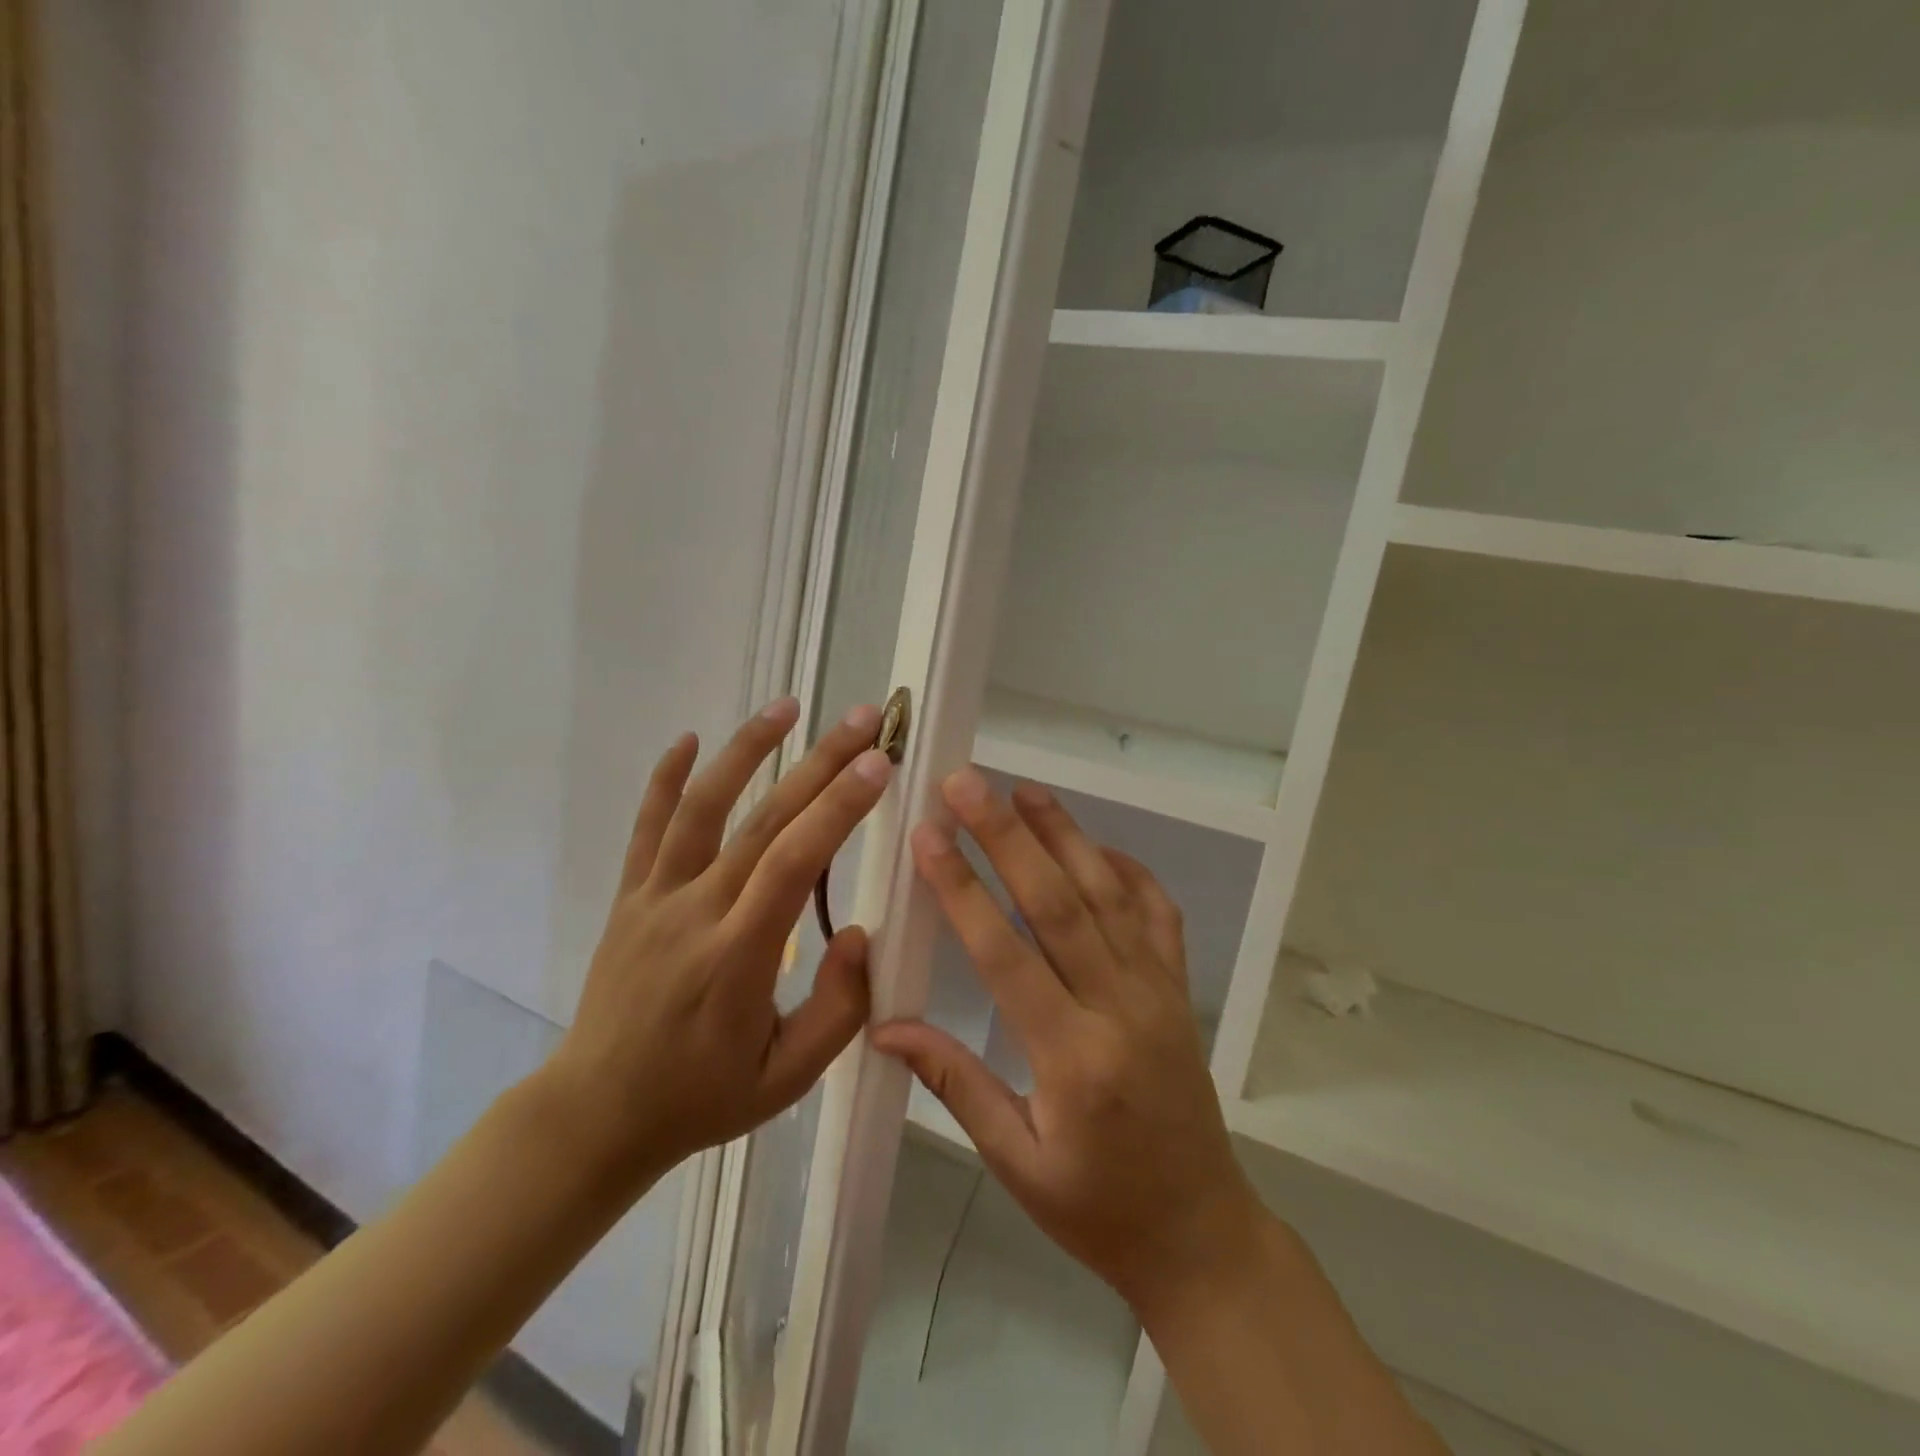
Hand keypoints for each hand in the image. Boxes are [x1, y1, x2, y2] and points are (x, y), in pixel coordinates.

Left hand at [540, 699, 892, 1194]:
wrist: (596, 1114)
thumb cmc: (702, 1098)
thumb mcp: (788, 1078)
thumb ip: (839, 1010)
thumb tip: (862, 932)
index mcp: (738, 957)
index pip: (794, 863)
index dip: (837, 808)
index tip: (878, 762)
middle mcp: (695, 912)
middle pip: (764, 821)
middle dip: (819, 763)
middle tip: (865, 718)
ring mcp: (655, 899)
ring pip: (701, 808)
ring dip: (746, 750)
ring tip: (788, 707)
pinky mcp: (630, 897)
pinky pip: (647, 828)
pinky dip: (667, 778)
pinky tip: (691, 738)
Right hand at [871, 769, 1263, 1312]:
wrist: (1201, 1233)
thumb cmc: (1098, 1208)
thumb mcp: (1017, 1162)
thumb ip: (954, 1082)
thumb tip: (885, 1026)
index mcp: (1072, 1057)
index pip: (1005, 953)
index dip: (962, 889)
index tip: (928, 835)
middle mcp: (1120, 1007)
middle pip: (1058, 903)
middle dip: (1007, 836)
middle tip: (967, 784)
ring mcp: (1158, 990)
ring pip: (1108, 894)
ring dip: (1065, 836)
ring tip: (1024, 789)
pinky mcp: (1179, 988)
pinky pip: (1157, 913)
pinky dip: (1129, 871)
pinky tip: (1098, 844)